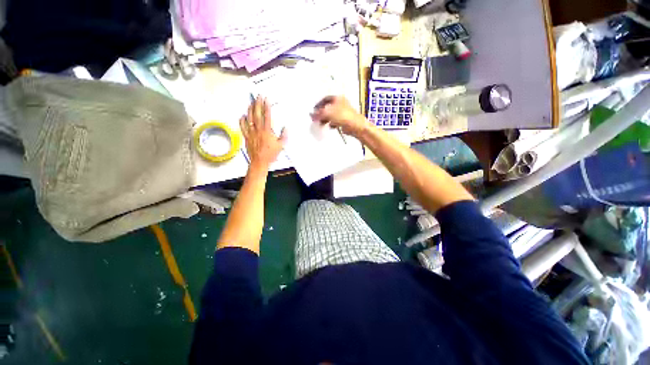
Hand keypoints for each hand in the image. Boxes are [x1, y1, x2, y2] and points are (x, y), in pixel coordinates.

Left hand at [239, 96, 286, 168]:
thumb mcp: (281, 145)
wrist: (260, 161)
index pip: (267, 116)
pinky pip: (243, 127)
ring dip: (250, 110)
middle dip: (258, 104)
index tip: (266, 99)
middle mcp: (258, 130)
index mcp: (267, 131)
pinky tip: (242, 116)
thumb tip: (285, 128)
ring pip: (249, 119)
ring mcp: (251, 133)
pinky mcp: (247, 137)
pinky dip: (242, 121)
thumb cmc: (271, 154)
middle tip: (258, 96)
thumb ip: (284, 136)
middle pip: (257, 114)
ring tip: (251, 103)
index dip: (267, 106)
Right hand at [311, 96, 370, 136]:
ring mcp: (343, 112)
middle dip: (321, 113)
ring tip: (321, 123)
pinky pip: (336, 121)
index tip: (314, 110)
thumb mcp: (328, 113)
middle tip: (317, 118)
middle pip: (328, 108)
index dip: (319, 104)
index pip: (325, 99)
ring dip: (326, 119)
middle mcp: (341, 104)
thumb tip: (312, 115)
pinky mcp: (345, 120)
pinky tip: (330, 126)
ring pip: (331, 115)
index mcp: (337, 98)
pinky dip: (332, 124)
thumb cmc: (345, 116)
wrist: (356, 126)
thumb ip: (319, 114)